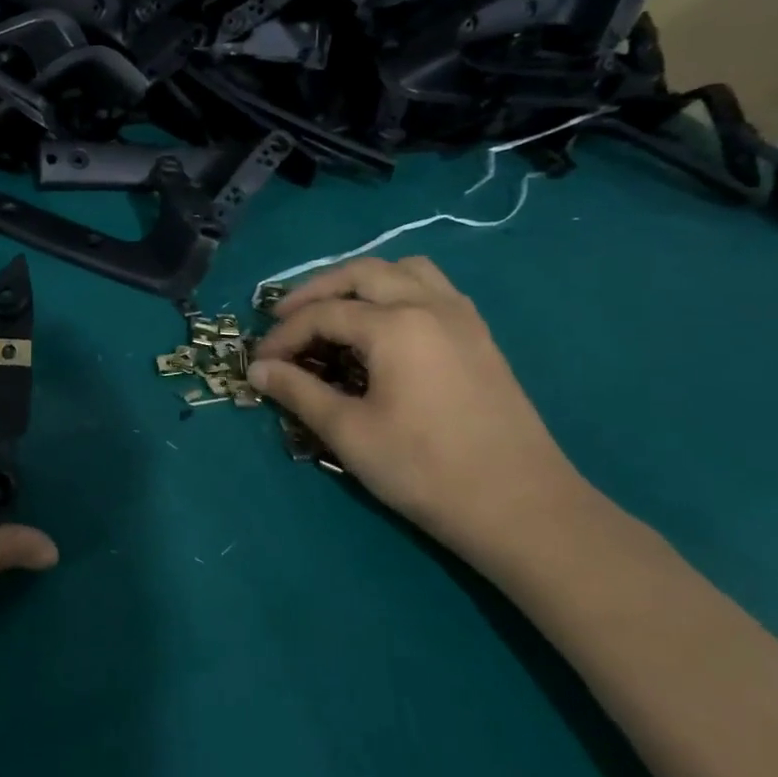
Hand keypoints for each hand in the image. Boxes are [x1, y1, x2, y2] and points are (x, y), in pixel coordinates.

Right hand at [249, 258, 595, 568]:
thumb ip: (298, 392)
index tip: (258, 362)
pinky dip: (398, 292)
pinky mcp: (479, 336)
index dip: (283, 336)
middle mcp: (429, 305)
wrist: (520, 507)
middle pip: (361, 273)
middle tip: (285, 319)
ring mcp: (461, 317)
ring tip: (336, 312)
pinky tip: (386, 328)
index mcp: (395, 325)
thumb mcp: (349, 432)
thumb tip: (257, 369)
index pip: (323, 314)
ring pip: (404, 270)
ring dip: (362, 282)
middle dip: (316, 291)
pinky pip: (433, 289)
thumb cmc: (425, 470)